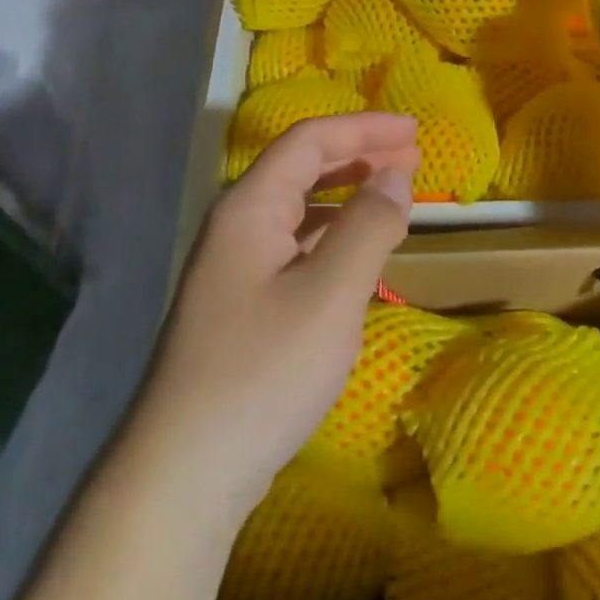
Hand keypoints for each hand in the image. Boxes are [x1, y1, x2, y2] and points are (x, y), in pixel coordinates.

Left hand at [130, 114, 418, 526]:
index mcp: (249, 208)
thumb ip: (368, 228)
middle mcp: (236, 226)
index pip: (309, 142)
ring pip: (298, 209)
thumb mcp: (330, 295)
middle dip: (358, 156)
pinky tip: (356, 252)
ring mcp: (235, 267)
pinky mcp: (242, 304)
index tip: (413, 131)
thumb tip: (395, 175)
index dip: (363, 129)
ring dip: (347, 195)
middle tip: (412, 157)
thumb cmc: (262, 372)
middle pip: (301, 169)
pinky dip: (333, 235)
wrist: (185, 470)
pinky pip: (295, 246)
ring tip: (393, 195)